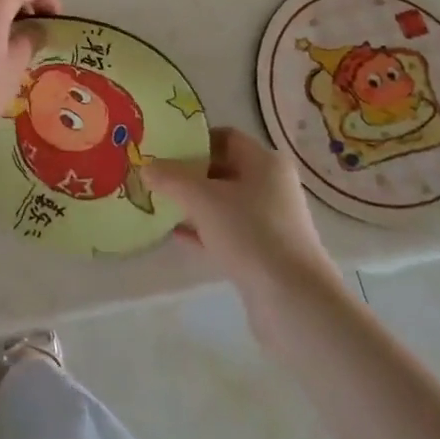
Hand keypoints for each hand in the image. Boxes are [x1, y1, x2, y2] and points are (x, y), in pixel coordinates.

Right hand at [143, 128, 345, 340]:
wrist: (293, 301)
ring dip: (194, 203)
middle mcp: (272, 187)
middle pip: (223, 169)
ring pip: (224, 203)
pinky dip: (204, 230)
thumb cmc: (249, 233)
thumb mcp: (201, 198)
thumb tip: (146, 166)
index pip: (225, 137)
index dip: (194, 140)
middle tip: (157, 176)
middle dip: (189, 173)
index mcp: (265, 162)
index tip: (164, 148)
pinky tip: (176, 235)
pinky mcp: (265, 253)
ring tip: (160, 204)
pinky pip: (228, 232)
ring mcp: (271, 222)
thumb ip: (170, 178)